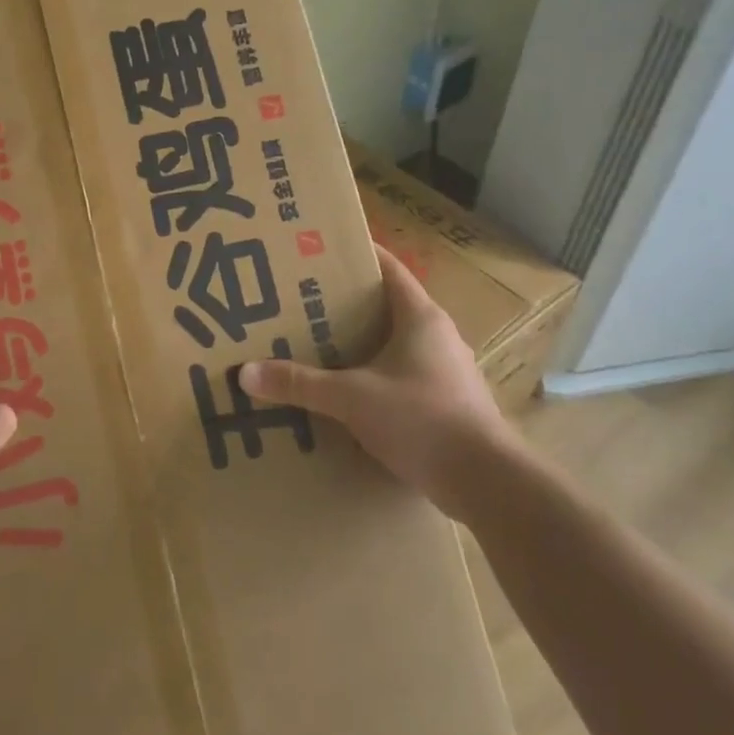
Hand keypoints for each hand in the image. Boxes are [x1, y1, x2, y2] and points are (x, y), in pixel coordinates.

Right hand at [239, 243, 515, 520]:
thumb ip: (300, 383)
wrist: (488, 484)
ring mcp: (445, 371)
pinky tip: (345, 393)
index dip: (355, 255)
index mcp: (420, 317)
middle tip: (300, 302)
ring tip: (315, 347)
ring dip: (358, 344)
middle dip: (344, 304)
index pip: (388, 268)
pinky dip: (372, 376)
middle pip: (385, 306)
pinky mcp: (445, 403)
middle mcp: (436, 336)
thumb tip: (246, 372)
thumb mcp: (352, 398)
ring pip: (393, 344)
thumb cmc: (422, 420)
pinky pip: (400, 376)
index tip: (318, 250)